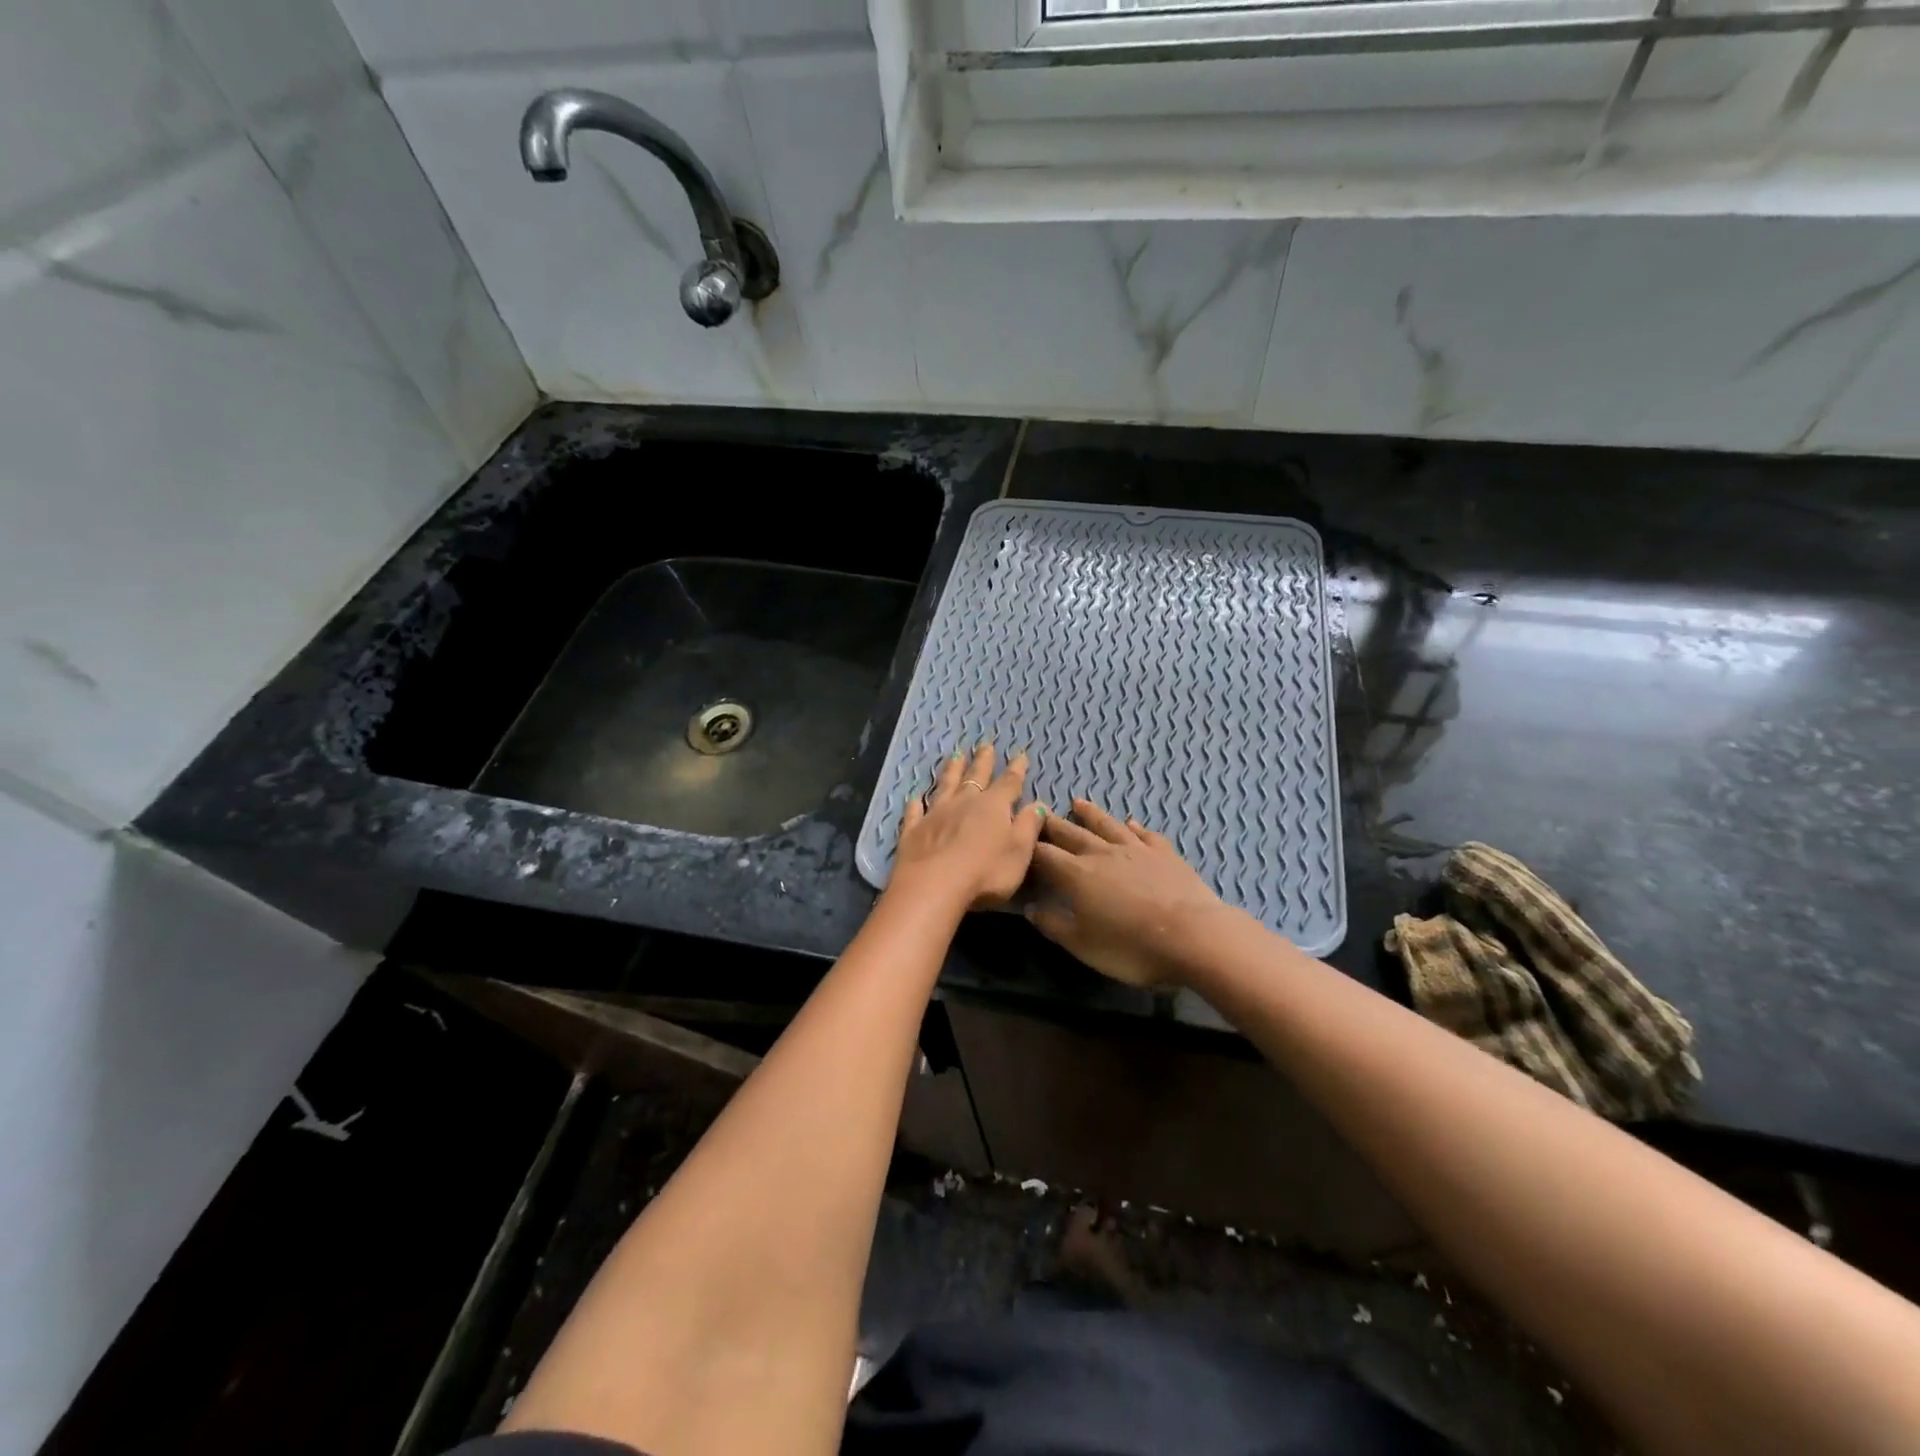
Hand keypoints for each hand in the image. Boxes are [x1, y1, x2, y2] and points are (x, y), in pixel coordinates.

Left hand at [890, 743, 1045, 912]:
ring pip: (945, 785)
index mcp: (993, 807)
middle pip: (975, 776)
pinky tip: (914, 796)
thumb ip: (1028, 826)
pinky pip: (915, 811)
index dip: (1016, 769)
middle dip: (982, 761)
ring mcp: (935, 814)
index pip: (1009, 783)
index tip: (1020, 753)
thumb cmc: (985, 872)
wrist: (934, 886)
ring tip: (955, 755)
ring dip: (951, 770)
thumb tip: (1037, 804)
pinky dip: (915, 802)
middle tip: (985, 744)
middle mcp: (964, 803)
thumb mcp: (1019, 851)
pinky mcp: (913, 830)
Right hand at [1026, 799, 1232, 986]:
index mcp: (1077, 874)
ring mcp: (1136, 850)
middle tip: (1040, 812)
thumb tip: (1030, 908)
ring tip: (1078, 802)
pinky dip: (1134, 827)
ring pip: (1107, 825)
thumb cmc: (1131, 947)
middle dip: (1054, 824)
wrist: (1193, 937)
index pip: (1045, 855)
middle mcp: (1102, 853)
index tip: (1019, 841)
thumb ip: (1054, 925)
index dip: (1030, 848)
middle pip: (1072, 833)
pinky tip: (1131, 823)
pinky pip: (1145, 835)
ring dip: (1091, 814)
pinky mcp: (1165, 854)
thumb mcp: (1083, 945)